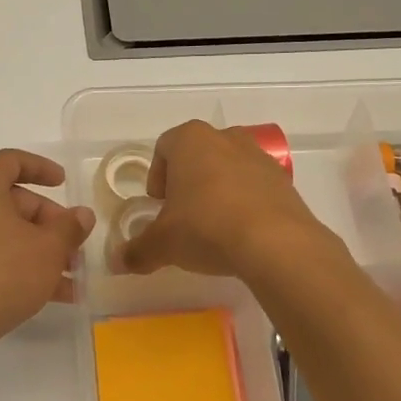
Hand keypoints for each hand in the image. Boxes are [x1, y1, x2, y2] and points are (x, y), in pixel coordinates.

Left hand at [0, 149, 95, 372]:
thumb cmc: (1, 274)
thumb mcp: (48, 249)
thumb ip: (69, 227)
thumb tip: (82, 215)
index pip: (11, 161)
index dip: (42, 168)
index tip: (64, 183)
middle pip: (10, 201)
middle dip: (48, 223)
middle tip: (74, 244)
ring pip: (3, 233)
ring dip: (38, 250)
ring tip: (72, 276)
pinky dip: (17, 266)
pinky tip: (52, 295)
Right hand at [119, 121, 333, 277]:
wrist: (275, 243)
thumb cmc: (205, 228)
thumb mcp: (162, 244)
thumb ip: (137, 250)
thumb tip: (117, 263)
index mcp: (190, 140)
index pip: (163, 147)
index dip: (156, 175)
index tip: (158, 204)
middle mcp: (225, 137)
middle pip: (198, 154)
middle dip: (187, 181)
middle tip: (182, 215)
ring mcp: (259, 156)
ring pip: (228, 167)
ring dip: (217, 190)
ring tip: (213, 225)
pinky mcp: (283, 180)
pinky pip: (255, 186)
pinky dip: (244, 202)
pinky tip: (240, 232)